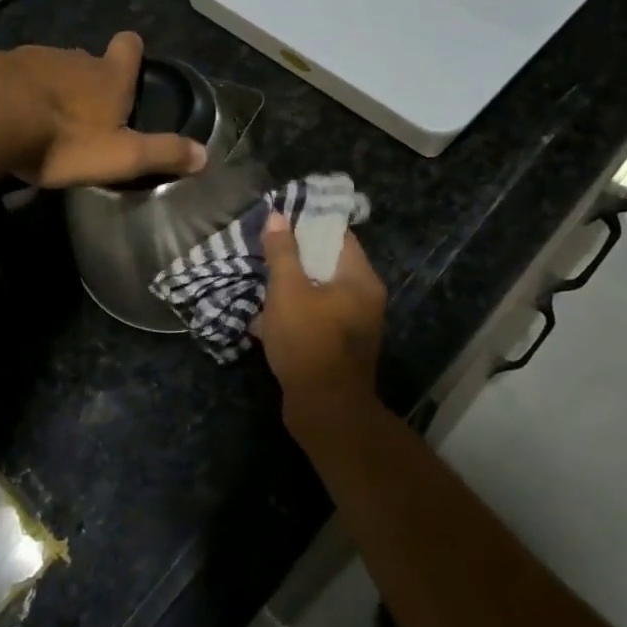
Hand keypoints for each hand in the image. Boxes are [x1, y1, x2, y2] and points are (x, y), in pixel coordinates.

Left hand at [0, 31, 207, 188]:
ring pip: (52, 66)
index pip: (129, 46)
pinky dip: (19, 90)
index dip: (131, 52)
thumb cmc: (63, 139)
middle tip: (87, 114)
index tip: (129, 63)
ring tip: (46, 118)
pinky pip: (16, 75)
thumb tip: (206, 155)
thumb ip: (161, 154)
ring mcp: (33, 57)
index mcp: (108, 77)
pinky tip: (9, 114)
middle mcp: (74, 58)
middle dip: (91, 80)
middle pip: (89, 60)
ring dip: (53, 87)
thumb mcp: (120, 156)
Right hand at [256, 213, 386, 436]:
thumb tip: (277, 216)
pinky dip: (295, 315)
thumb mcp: (288, 291)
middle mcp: (365, 300)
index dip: (309, 225)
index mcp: (361, 280)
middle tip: (265, 254)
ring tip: (261, 286)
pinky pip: (317, 319)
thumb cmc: (308, 341)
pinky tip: (266, 321)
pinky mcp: (340, 349)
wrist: (324, 410)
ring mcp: (355, 327)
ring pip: (319, 294)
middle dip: (295, 260)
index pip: (339, 237)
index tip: (280, 222)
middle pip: (328, 265)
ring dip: (291, 290)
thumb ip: (282, 253)